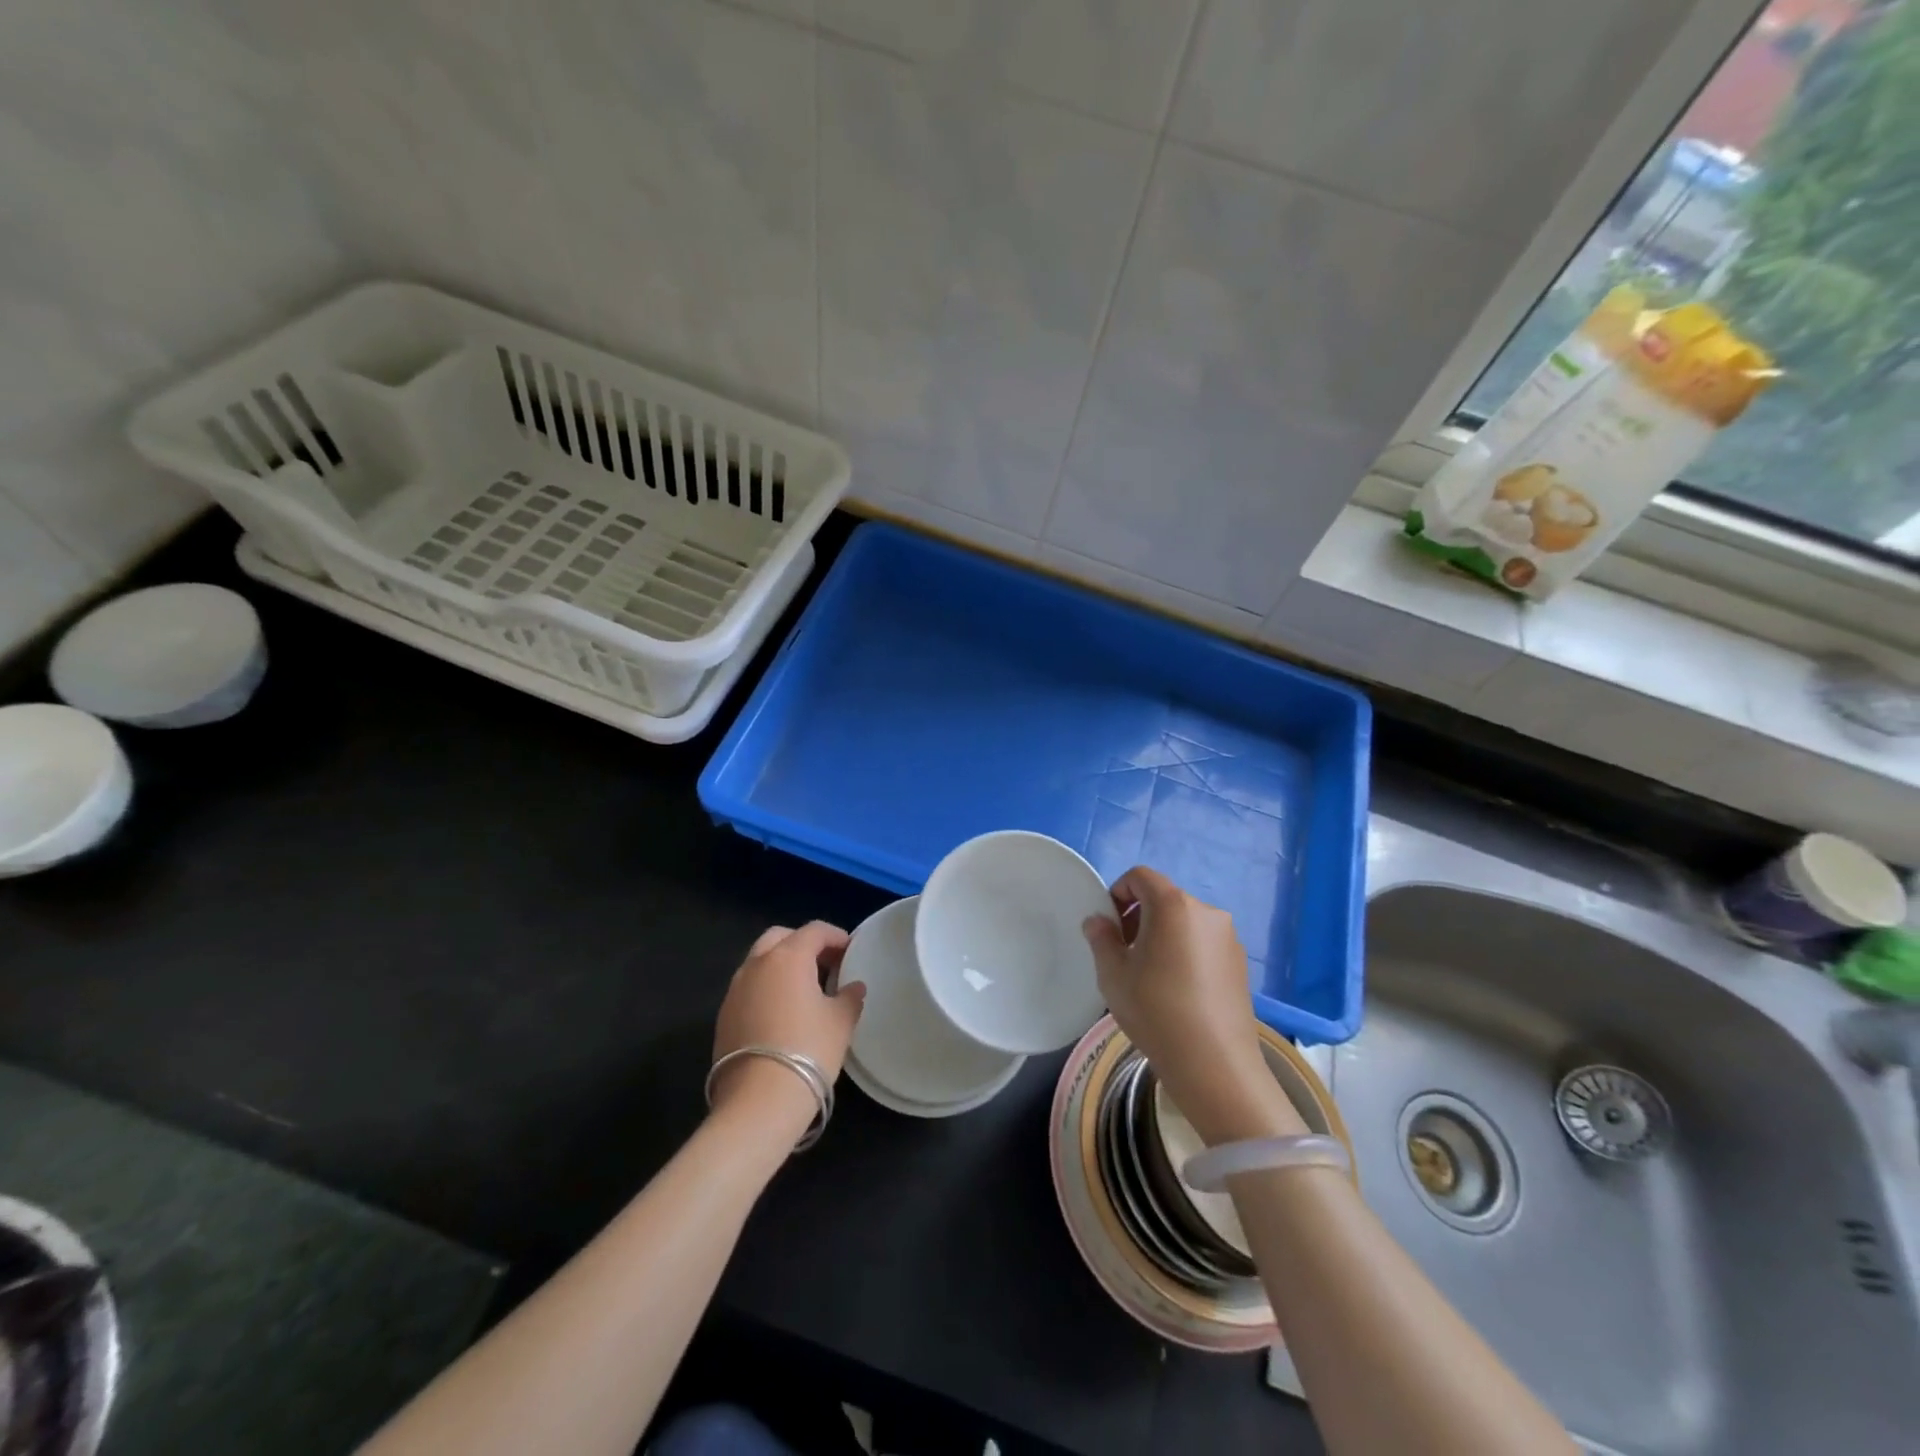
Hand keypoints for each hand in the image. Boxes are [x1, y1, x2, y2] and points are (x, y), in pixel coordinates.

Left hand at [711, 922, 864, 1135]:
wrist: (759, 1101)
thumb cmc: (809, 1050)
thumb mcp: (841, 1022)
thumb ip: (849, 997)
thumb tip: (854, 987)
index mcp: (788, 957)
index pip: (814, 930)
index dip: (835, 936)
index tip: (850, 951)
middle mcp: (756, 965)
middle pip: (780, 937)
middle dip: (803, 943)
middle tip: (824, 964)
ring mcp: (735, 990)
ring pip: (759, 961)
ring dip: (781, 965)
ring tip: (803, 989)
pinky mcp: (723, 1016)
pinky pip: (748, 987)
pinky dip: (766, 988)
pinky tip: (781, 1012)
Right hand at [1084, 867, 1304, 1145]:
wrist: (1214, 1064)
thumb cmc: (1156, 1010)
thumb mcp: (1113, 974)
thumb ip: (1101, 939)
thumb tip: (1098, 921)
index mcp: (1173, 905)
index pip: (1141, 876)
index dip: (1118, 891)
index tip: (1109, 925)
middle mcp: (1205, 911)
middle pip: (1164, 898)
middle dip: (1139, 915)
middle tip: (1124, 951)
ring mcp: (1228, 937)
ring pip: (1184, 921)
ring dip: (1162, 934)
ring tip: (1150, 974)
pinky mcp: (1240, 963)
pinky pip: (1203, 942)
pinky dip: (1185, 951)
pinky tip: (1177, 989)